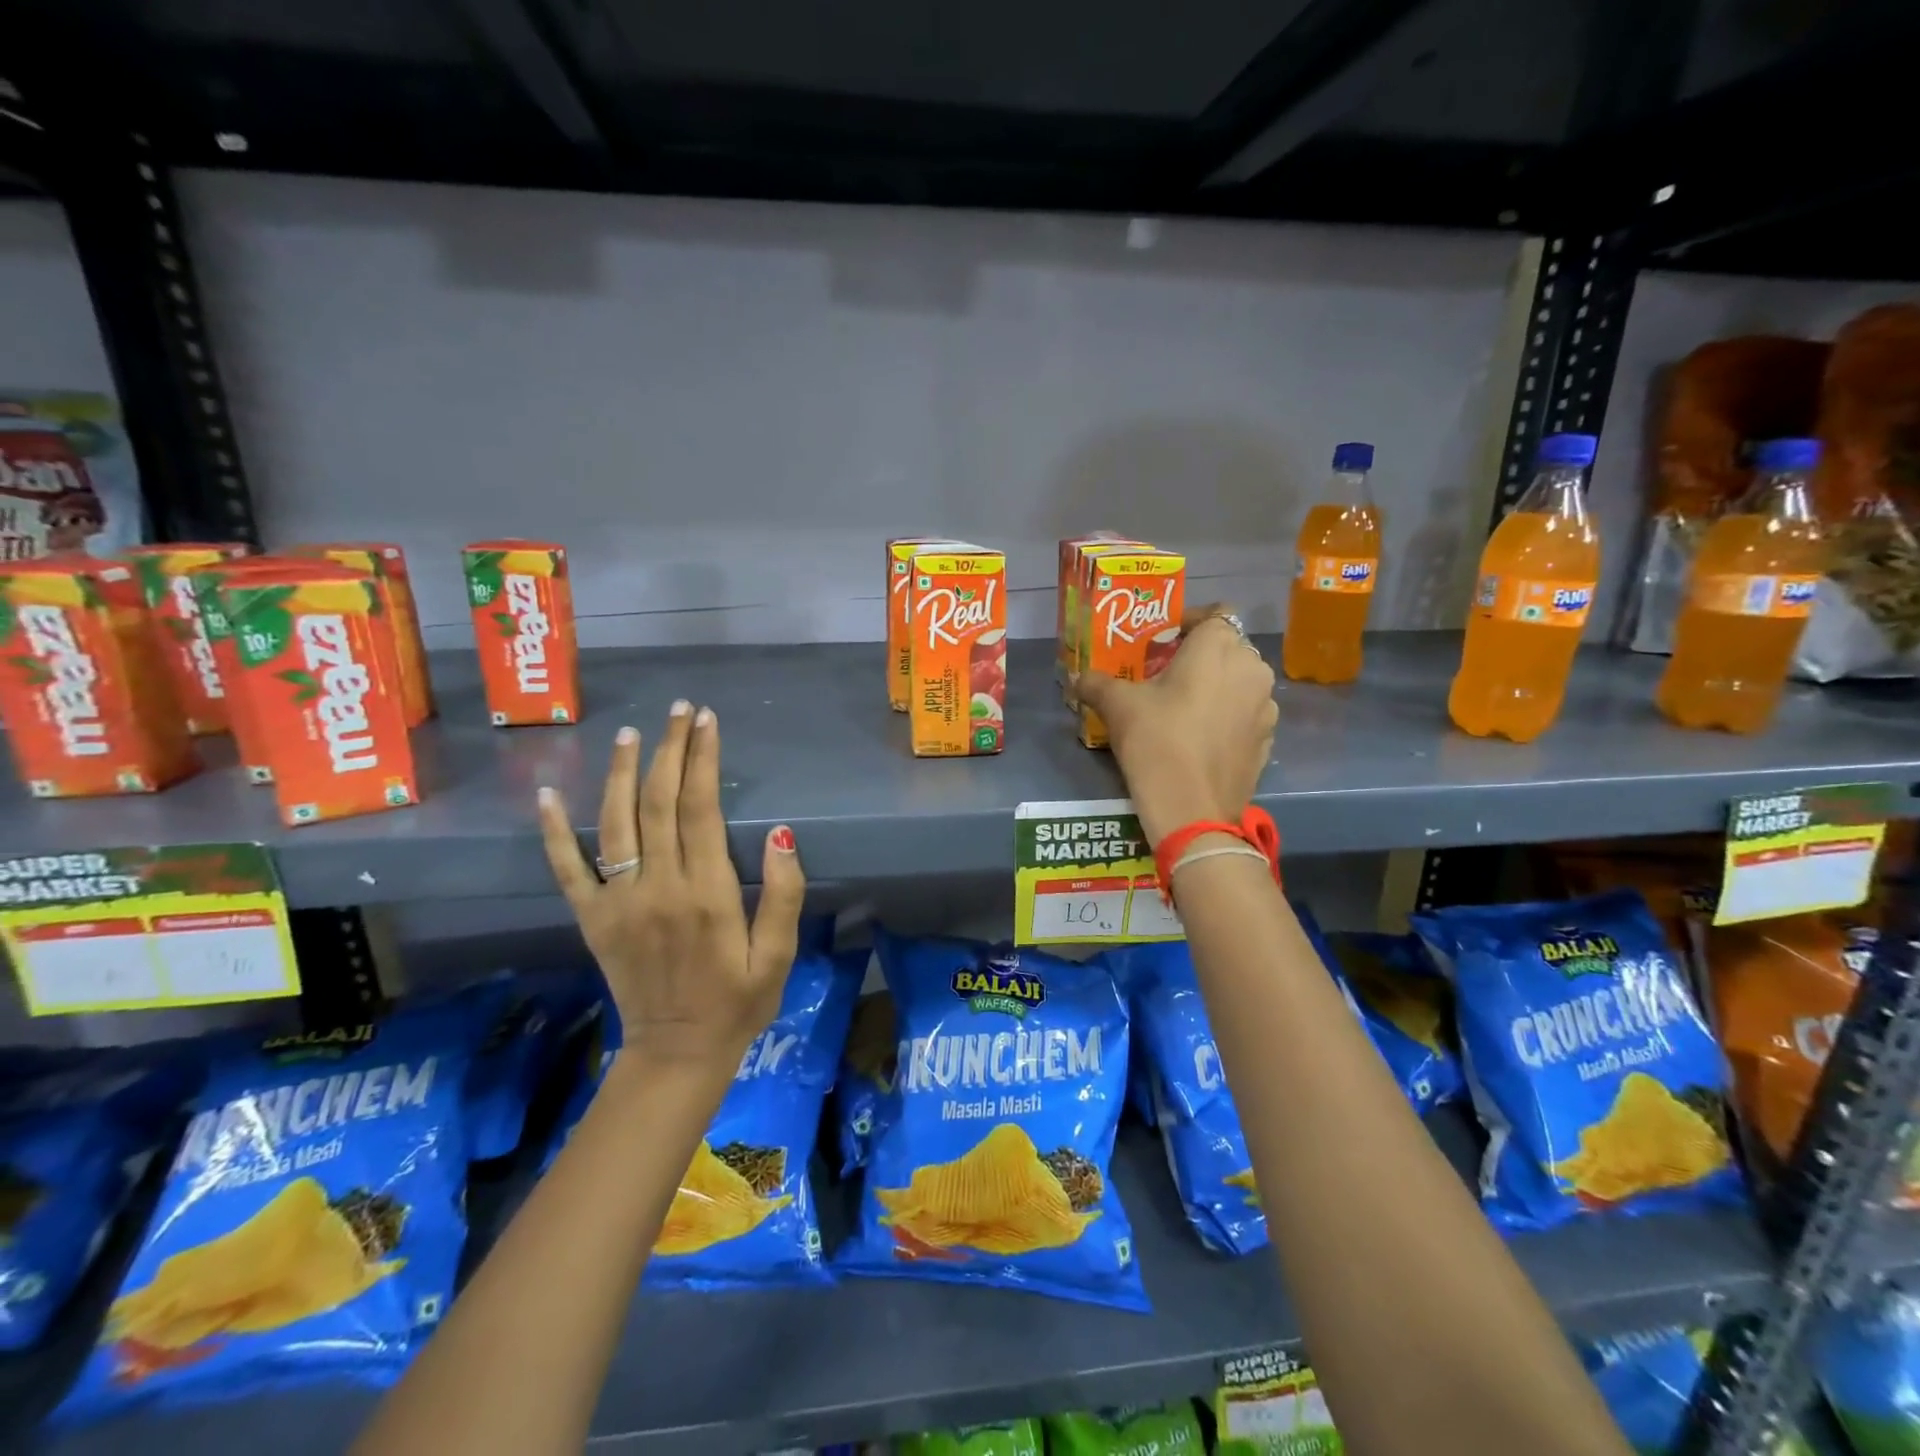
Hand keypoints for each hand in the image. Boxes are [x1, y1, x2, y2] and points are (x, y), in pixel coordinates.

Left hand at [536, 701, 805, 1079]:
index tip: (707, 721)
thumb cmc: (738, 1001)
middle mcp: (658, 887)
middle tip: (679, 711)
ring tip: (631, 733)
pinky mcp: (592, 919)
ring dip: (622, 772)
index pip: (700, 808)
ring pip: (615, 822)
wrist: (677, 1054)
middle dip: (669, 750)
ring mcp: (618, 902)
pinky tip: (548, 794)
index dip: (703, 759)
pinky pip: (568, 869)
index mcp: (706, 893)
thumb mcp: (778, 955)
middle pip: (658, 802)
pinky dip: (555, 830)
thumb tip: (781, 834)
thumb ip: (783, 894)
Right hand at [1077, 613, 1276, 846]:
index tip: (1164, 641)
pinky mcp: (1267, 740)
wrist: (1192, 808)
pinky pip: (1247, 714)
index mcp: (1219, 647)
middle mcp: (1252, 668)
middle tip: (1167, 675)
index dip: (1190, 622)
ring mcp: (1266, 707)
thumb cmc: (1156, 741)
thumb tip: (1076, 677)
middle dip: (1201, 656)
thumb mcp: (1117, 706)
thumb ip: (1096, 683)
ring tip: (1186, 708)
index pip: (1214, 614)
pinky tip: (1202, 738)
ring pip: (1241, 682)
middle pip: (1228, 648)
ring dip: (1218, 686)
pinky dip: (1229, 717)